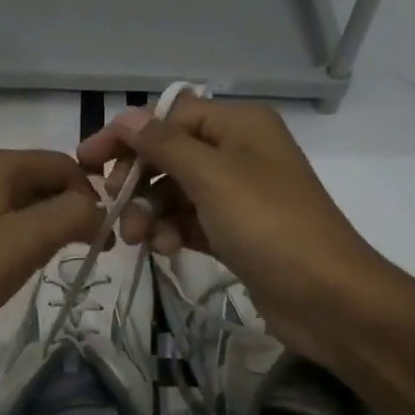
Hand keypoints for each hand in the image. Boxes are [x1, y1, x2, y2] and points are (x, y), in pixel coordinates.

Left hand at [0, 149, 101, 386]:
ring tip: (47, 262)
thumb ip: (73, 215)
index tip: (102, 240)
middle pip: (38, 179)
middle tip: (81, 253)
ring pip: (15, 200)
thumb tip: (98, 208)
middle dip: (67, 211)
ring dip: (41, 225)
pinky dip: (12, 235)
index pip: (64, 164)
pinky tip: (9, 265)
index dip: (92, 197)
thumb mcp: (27, 242)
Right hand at [77, 98, 383, 365]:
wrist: (328, 298)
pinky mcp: (236, 232)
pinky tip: (165, 249)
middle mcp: (239, 151)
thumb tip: (127, 117)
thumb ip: (164, 143)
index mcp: (239, 125)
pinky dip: (172, 231)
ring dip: (150, 210)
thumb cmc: (268, 225)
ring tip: (138, 239)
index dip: (127, 136)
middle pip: (170, 154)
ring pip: (176, 191)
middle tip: (112, 205)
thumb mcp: (212, 176)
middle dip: (138, 179)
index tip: (86, 163)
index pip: (169, 116)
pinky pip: (190, 220)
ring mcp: (239, 194)